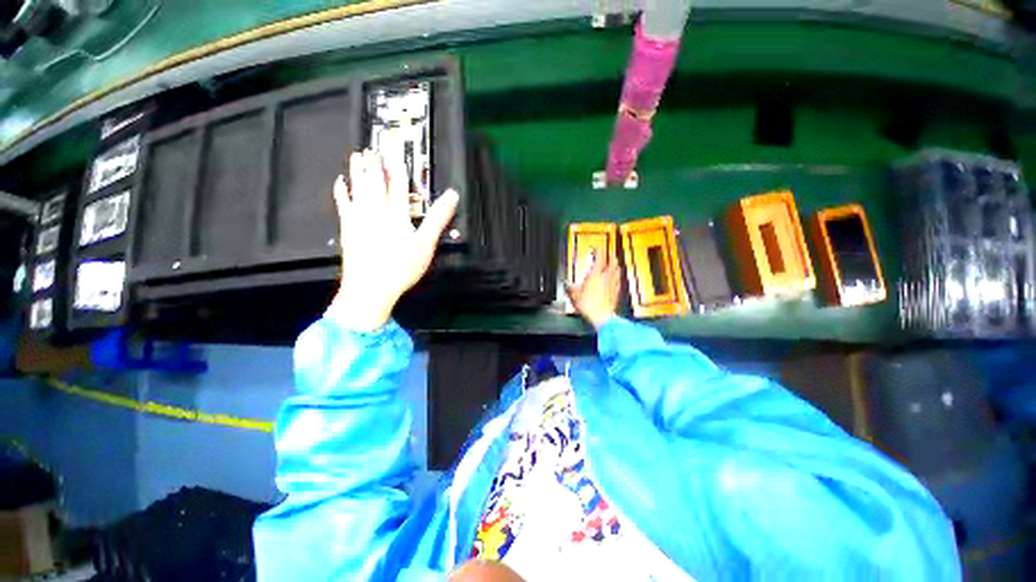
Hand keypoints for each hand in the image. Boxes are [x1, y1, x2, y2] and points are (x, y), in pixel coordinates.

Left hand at [328, 149, 458, 331]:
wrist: (370, 287)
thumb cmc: (402, 267)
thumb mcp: (426, 244)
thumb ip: (438, 218)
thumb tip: (452, 196)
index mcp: (397, 214)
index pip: (397, 186)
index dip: (397, 169)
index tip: (395, 154)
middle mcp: (376, 211)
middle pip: (375, 183)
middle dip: (375, 165)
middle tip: (372, 148)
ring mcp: (359, 218)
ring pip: (358, 188)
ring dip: (358, 171)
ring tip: (357, 155)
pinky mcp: (348, 228)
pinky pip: (343, 203)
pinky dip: (342, 191)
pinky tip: (340, 181)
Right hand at [566, 249, 620, 329]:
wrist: (602, 316)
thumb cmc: (589, 305)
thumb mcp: (574, 295)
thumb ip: (570, 287)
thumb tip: (566, 283)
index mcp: (596, 274)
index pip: (600, 257)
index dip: (599, 251)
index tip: (597, 248)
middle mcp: (606, 277)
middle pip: (612, 262)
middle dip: (611, 257)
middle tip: (609, 254)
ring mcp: (613, 284)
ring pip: (617, 271)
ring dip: (616, 266)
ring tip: (614, 265)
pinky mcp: (617, 293)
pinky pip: (618, 282)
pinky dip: (617, 278)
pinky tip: (616, 280)